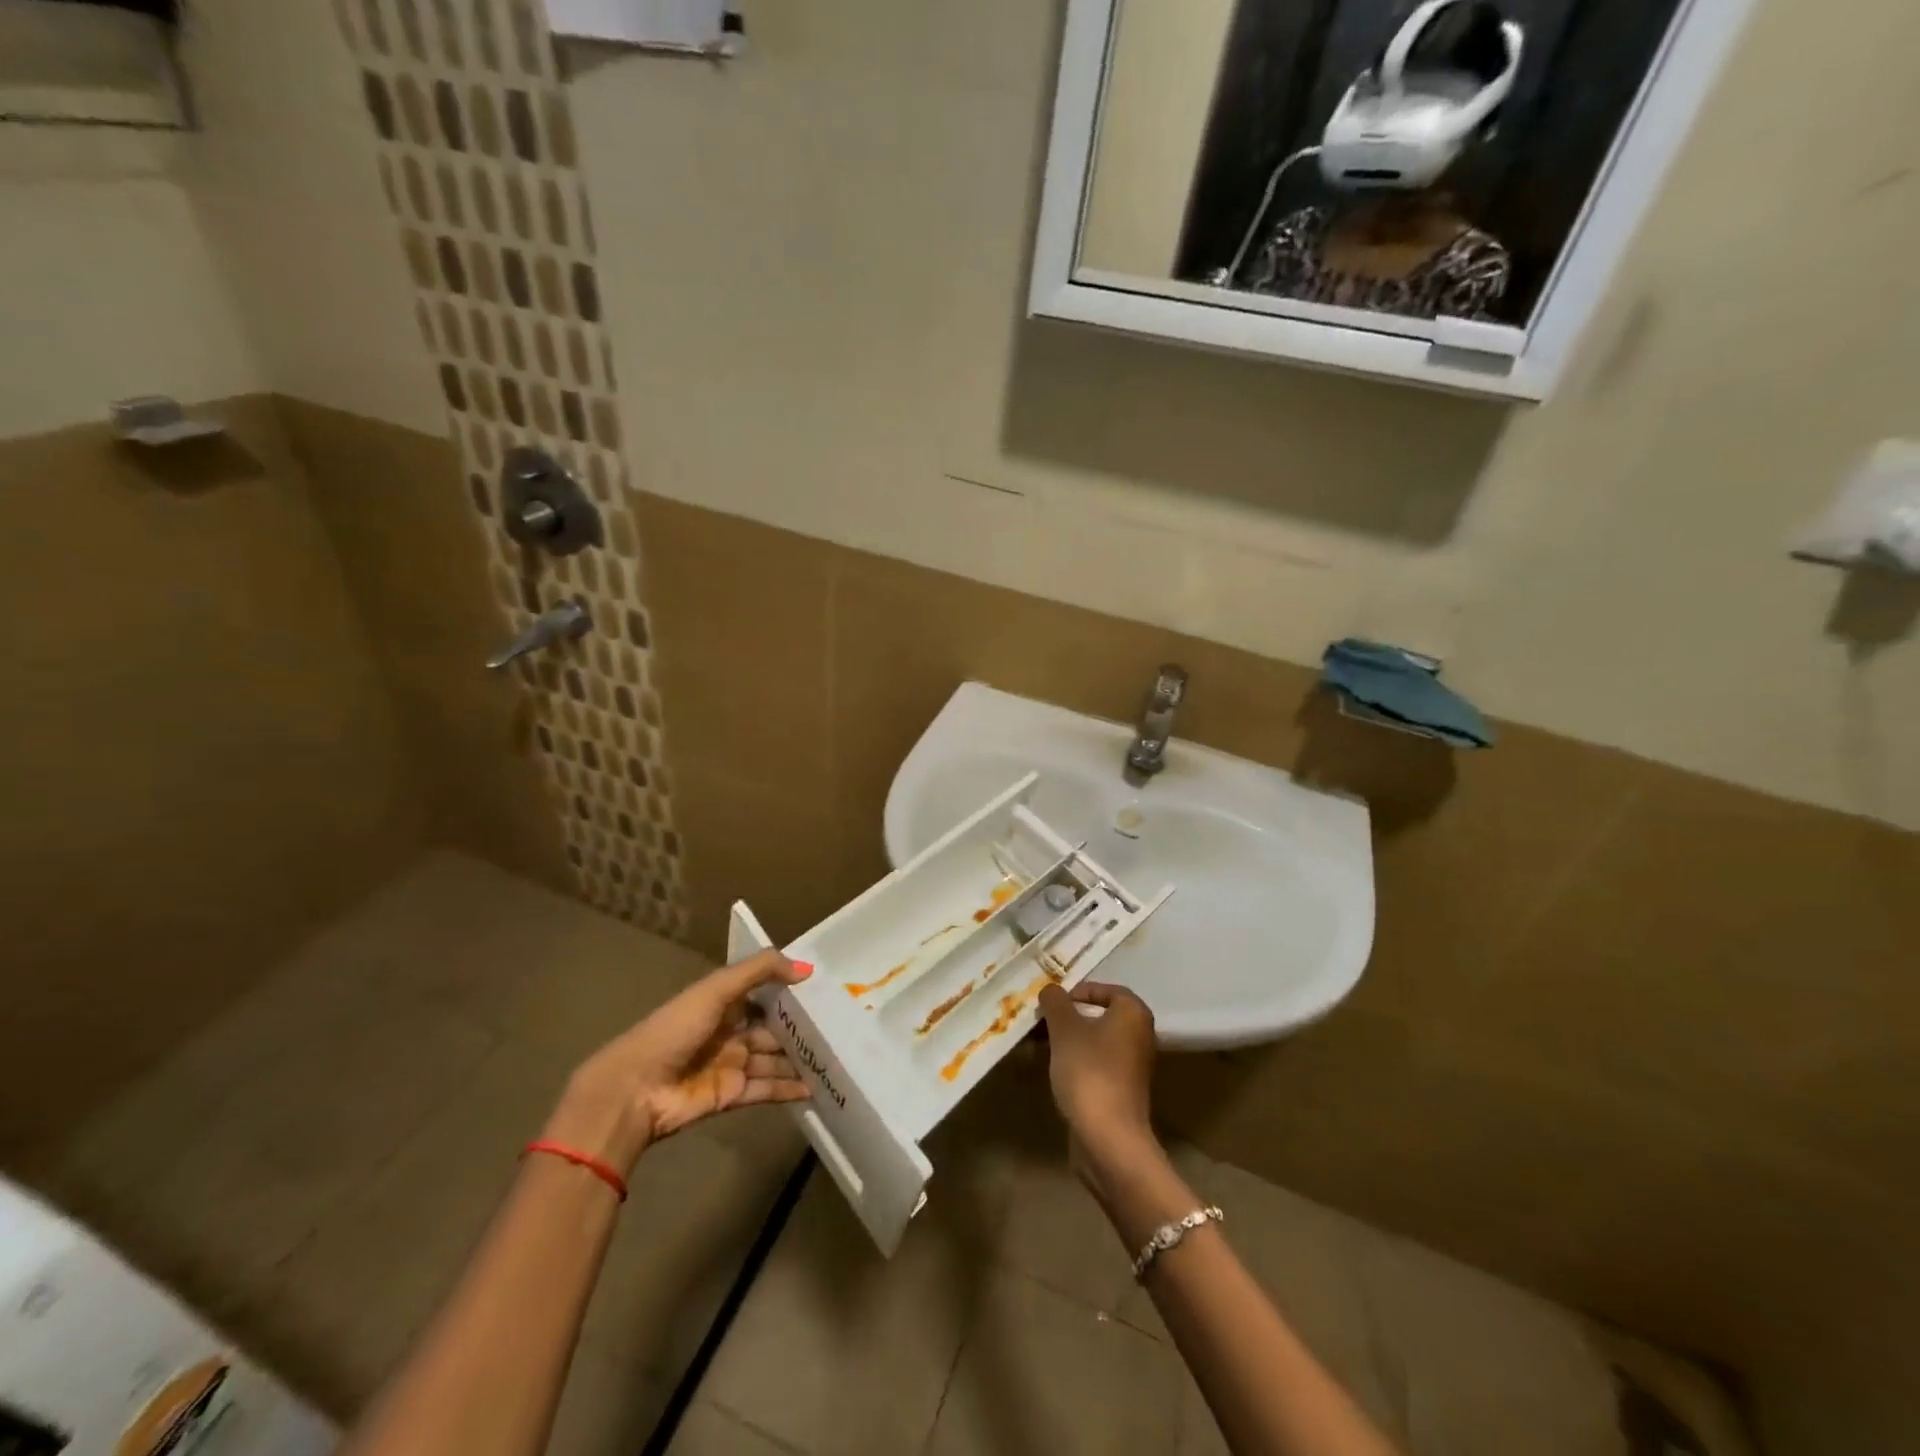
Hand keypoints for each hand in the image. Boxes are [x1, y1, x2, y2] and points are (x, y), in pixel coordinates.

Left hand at [542, 951, 811, 1174]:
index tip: (824, 989)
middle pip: (772, 1028)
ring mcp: (731, 1064)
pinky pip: (766, 1089)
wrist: (634, 1090)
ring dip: (799, 1059)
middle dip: (800, 1028)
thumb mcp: (716, 989)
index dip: (790, 991)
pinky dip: (789, 1088)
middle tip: (839, 1026)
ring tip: (834, 1057)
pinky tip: (814, 1087)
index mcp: (722, 1002)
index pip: (763, 993)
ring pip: (773, 1059)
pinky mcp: (732, 1095)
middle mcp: (729, 1031)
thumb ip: (760, 971)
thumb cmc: (674, 1030)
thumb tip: (806, 968)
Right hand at [1036, 981, 1158, 1166]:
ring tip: (1036, 1044)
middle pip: (1099, 1016)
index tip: (1052, 1002)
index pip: (1106, 990)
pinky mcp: (1121, 1091)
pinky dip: (1074, 1061)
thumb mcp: (1064, 1029)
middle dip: (1067, 1017)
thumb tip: (1051, 989)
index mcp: (1133, 1014)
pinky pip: (1095, 1064)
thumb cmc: (1089, 1071)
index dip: (1077, 991)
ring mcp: (1132, 1066)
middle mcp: (1139, 1036)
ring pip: (1094, 1042)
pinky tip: (1050, 1068)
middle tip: (1040, 1021)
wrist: (1108, 1138)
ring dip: (1066, 1040)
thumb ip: (1055, 1002)